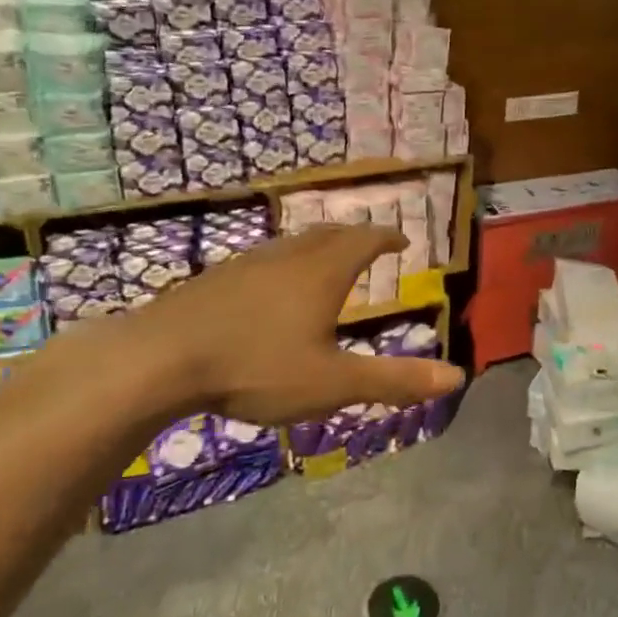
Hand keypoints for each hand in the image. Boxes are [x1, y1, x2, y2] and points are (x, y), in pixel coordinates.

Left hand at [100, 224, 464, 425]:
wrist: (160, 358)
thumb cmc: (257, 367)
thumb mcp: (333, 382)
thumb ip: (394, 380)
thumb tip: (456, 376)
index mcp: (323, 272)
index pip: (365, 240)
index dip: (387, 237)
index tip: (402, 239)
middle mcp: (288, 257)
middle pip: (328, 234)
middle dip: (354, 237)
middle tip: (369, 245)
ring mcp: (247, 264)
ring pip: (292, 244)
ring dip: (317, 247)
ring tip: (325, 264)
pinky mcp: (215, 279)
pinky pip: (263, 260)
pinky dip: (284, 264)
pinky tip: (270, 290)